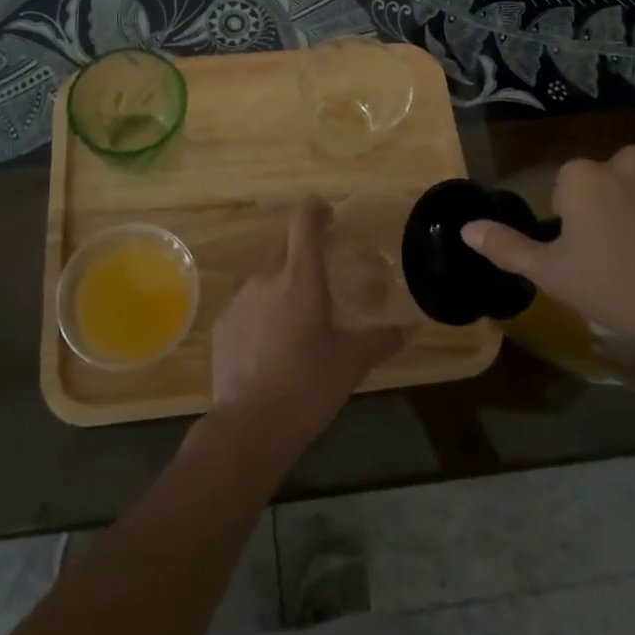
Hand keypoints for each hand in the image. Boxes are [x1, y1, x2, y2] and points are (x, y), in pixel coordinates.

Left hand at [209, 197, 406, 466]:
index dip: (315, 209)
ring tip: (297, 318)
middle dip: (302, 251)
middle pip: (284, 246)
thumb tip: (411, 326)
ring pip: (265, 277)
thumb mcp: (351, 363)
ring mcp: (240, 298)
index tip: (327, 212)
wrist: (250, 426)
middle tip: (322, 273)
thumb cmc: (308, 387)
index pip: (304, 222)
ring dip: (281, 286)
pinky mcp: (222, 323)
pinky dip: (261, 312)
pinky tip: (271, 344)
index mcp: (301, 279)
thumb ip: (382, 339)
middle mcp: (267, 278)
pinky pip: (247, 304)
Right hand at [461, 146, 634, 360]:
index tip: (591, 255)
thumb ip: (507, 247)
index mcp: (582, 176)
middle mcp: (624, 158)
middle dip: (613, 208)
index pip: (569, 189)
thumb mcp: (553, 275)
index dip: (576, 222)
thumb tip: (465, 229)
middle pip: (609, 181)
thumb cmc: (620, 287)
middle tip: (626, 256)